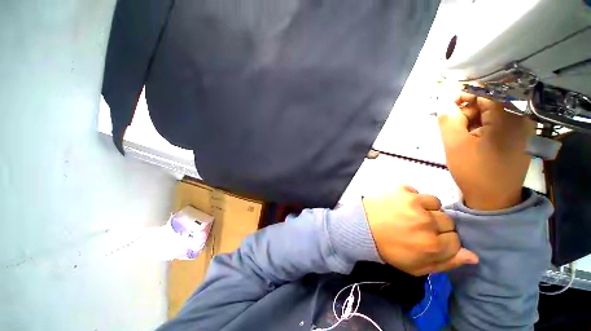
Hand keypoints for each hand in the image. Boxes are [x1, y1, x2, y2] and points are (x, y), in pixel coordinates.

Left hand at [363, 186, 477, 275]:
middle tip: (417, 228)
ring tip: (410, 215)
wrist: (362, 228)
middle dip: (436, 226)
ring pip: (436, 204)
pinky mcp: (401, 190)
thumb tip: (473, 256)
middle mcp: (426, 222)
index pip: (456, 240)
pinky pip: (417, 192)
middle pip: (448, 221)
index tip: (429, 241)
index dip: (443, 242)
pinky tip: (401, 204)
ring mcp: (413, 203)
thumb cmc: (389, 249)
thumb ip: (446, 263)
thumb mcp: (417, 267)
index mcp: (432, 245)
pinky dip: (412, 198)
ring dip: (427, 210)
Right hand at [438, 93, 533, 209]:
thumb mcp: (454, 144)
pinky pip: (498, 122)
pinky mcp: (521, 136)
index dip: (461, 96)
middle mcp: (521, 116)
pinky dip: (482, 128)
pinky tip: (474, 141)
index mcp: (508, 116)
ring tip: (463, 138)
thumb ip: (448, 119)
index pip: (482, 91)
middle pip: (488, 101)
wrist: (494, 198)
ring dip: (473, 121)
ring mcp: (523, 127)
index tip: (445, 109)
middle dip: (467, 112)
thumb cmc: (474, 171)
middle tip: (453, 130)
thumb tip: (443, 101)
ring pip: (492, 112)